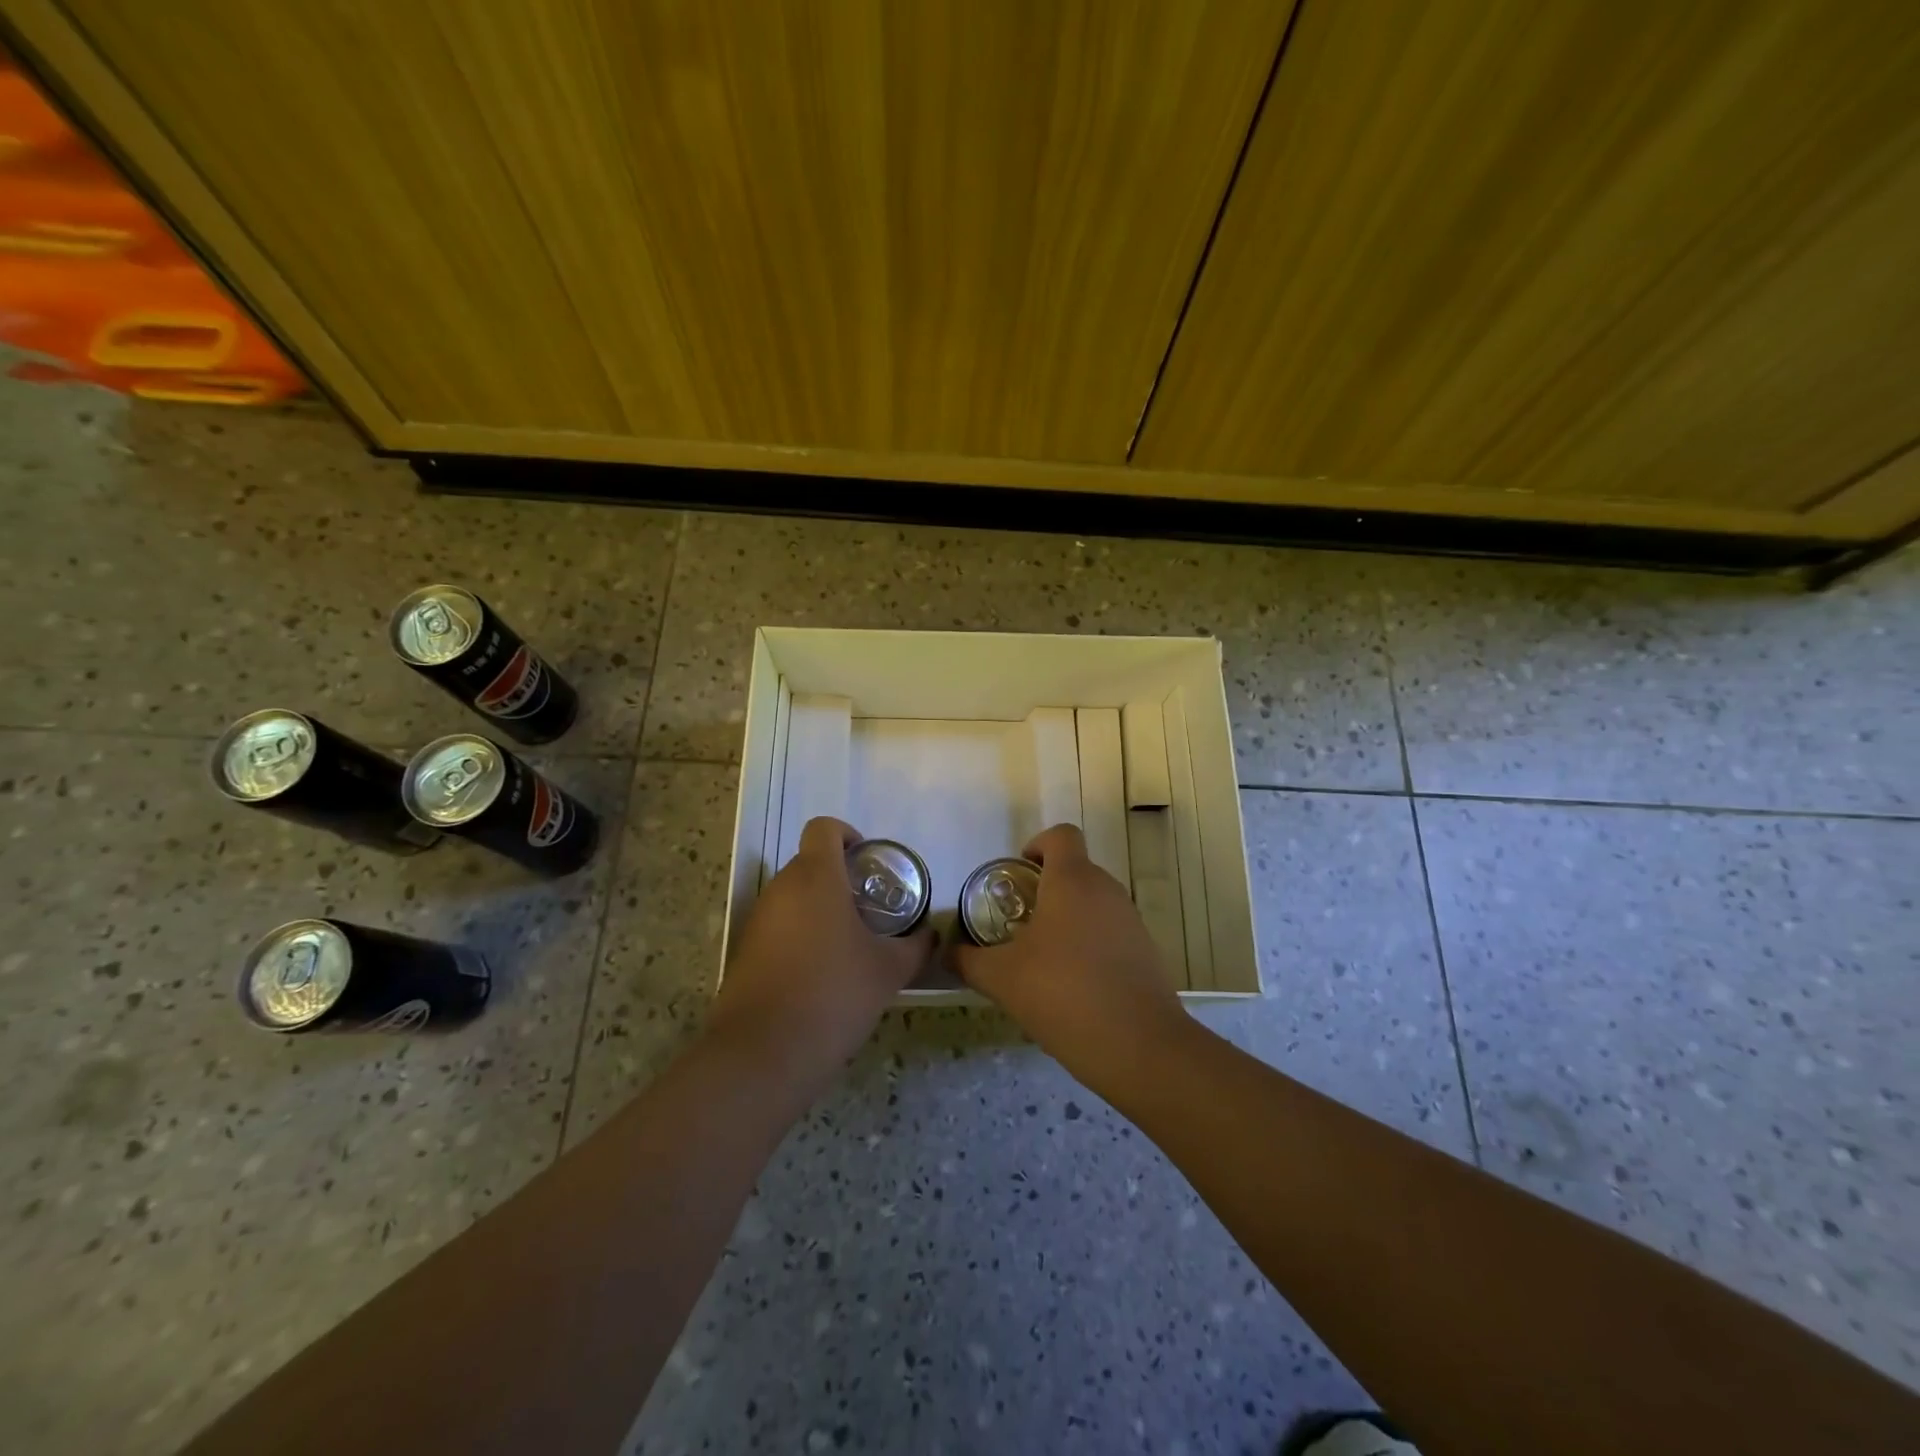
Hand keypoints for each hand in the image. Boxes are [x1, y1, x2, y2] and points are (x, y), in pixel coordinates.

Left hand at [713, 817, 934, 1081]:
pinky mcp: (746, 949)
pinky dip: (800, 933)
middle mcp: (781, 888)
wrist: (764, 1053)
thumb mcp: (888, 971)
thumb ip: (915, 947)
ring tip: (849, 943)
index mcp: (816, 878)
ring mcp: (758, 919)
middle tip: (869, 909)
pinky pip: (778, 924)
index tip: (868, 863)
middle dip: (839, 877)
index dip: (848, 835)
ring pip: (793, 894)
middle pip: (809, 861)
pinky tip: (821, 971)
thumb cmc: (834, 994)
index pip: (824, 828)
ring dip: (819, 906)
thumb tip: (930, 936)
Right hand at [953, 823, 1188, 1091]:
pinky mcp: (1147, 951)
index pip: (1060, 835)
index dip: (1036, 845)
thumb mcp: (1001, 978)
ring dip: (1068, 920)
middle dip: (1045, 890)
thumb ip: (968, 960)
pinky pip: (1110, 933)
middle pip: (1075, 870)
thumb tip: (948, 953)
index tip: (1017, 875)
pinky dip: (1090, 946)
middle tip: (1018, 924)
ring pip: (1093, 903)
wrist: (1139, 1046)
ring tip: (1042, 960)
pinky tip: (1073, 987)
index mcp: (1072, 880)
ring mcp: (1131, 920)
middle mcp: (1106, 890)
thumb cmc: (1063, 993)